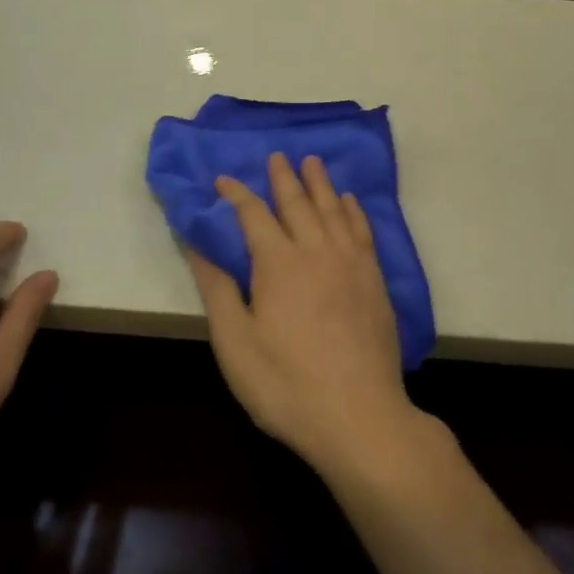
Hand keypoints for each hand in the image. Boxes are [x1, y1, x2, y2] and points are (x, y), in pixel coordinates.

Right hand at [185, 153, 430, 476]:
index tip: (223, 180)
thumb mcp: (235, 343)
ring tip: (312, 162)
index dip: (236, 194)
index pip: (253, 214)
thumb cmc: (286, 385)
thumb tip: (197, 244)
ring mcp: (352, 264)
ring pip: (334, 210)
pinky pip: (363, 232)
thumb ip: (218, 288)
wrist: (360, 417)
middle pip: (298, 203)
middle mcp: (317, 251)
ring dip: (321, 184)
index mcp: (278, 263)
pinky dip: (354, 211)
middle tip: (277, 156)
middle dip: (283, 177)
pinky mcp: (375, 281)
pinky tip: (350, 202)